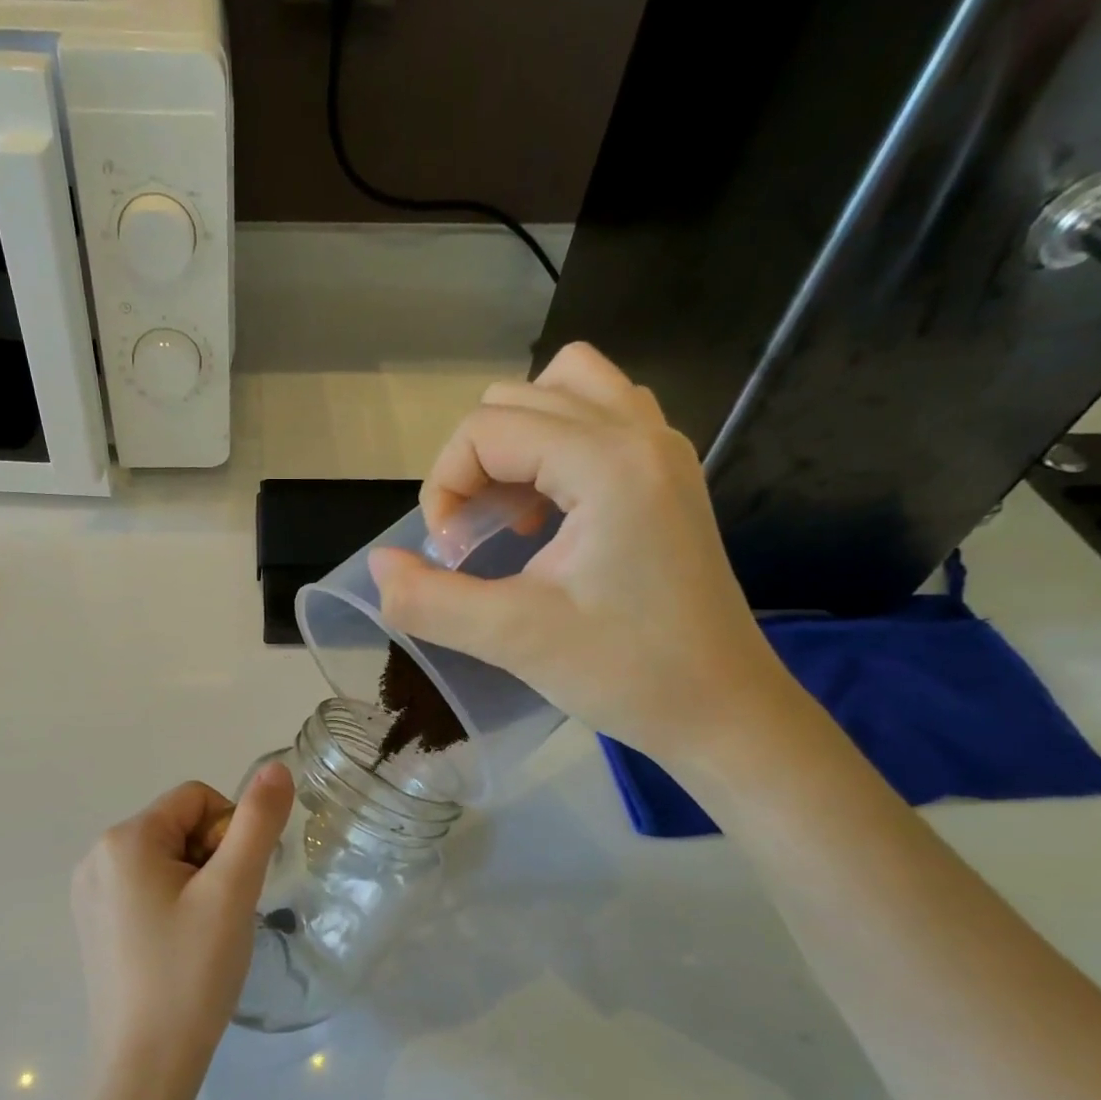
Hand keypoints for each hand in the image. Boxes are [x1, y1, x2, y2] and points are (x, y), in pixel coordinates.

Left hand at [70, 764, 294, 1099]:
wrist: (145, 1069)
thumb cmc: (191, 974)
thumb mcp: (233, 891)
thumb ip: (257, 822)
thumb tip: (276, 767)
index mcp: (124, 839)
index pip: (198, 798)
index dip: (230, 833)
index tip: (233, 886)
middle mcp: (97, 856)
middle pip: (180, 826)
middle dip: (213, 859)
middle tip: (221, 915)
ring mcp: (90, 892)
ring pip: (167, 857)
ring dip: (198, 882)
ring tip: (203, 934)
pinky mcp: (94, 922)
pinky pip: (147, 886)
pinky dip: (175, 903)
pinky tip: (181, 947)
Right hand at [368, 342, 794, 767]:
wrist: (722, 710)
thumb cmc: (627, 673)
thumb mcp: (513, 640)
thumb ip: (429, 600)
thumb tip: (378, 568)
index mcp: (608, 463)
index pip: (487, 429)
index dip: (445, 486)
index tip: (449, 555)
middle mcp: (640, 433)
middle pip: (519, 398)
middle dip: (474, 463)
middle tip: (475, 539)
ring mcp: (662, 449)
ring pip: (566, 389)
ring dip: (516, 442)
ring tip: (510, 512)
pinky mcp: (667, 475)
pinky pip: (600, 417)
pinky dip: (556, 445)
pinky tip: (549, 511)